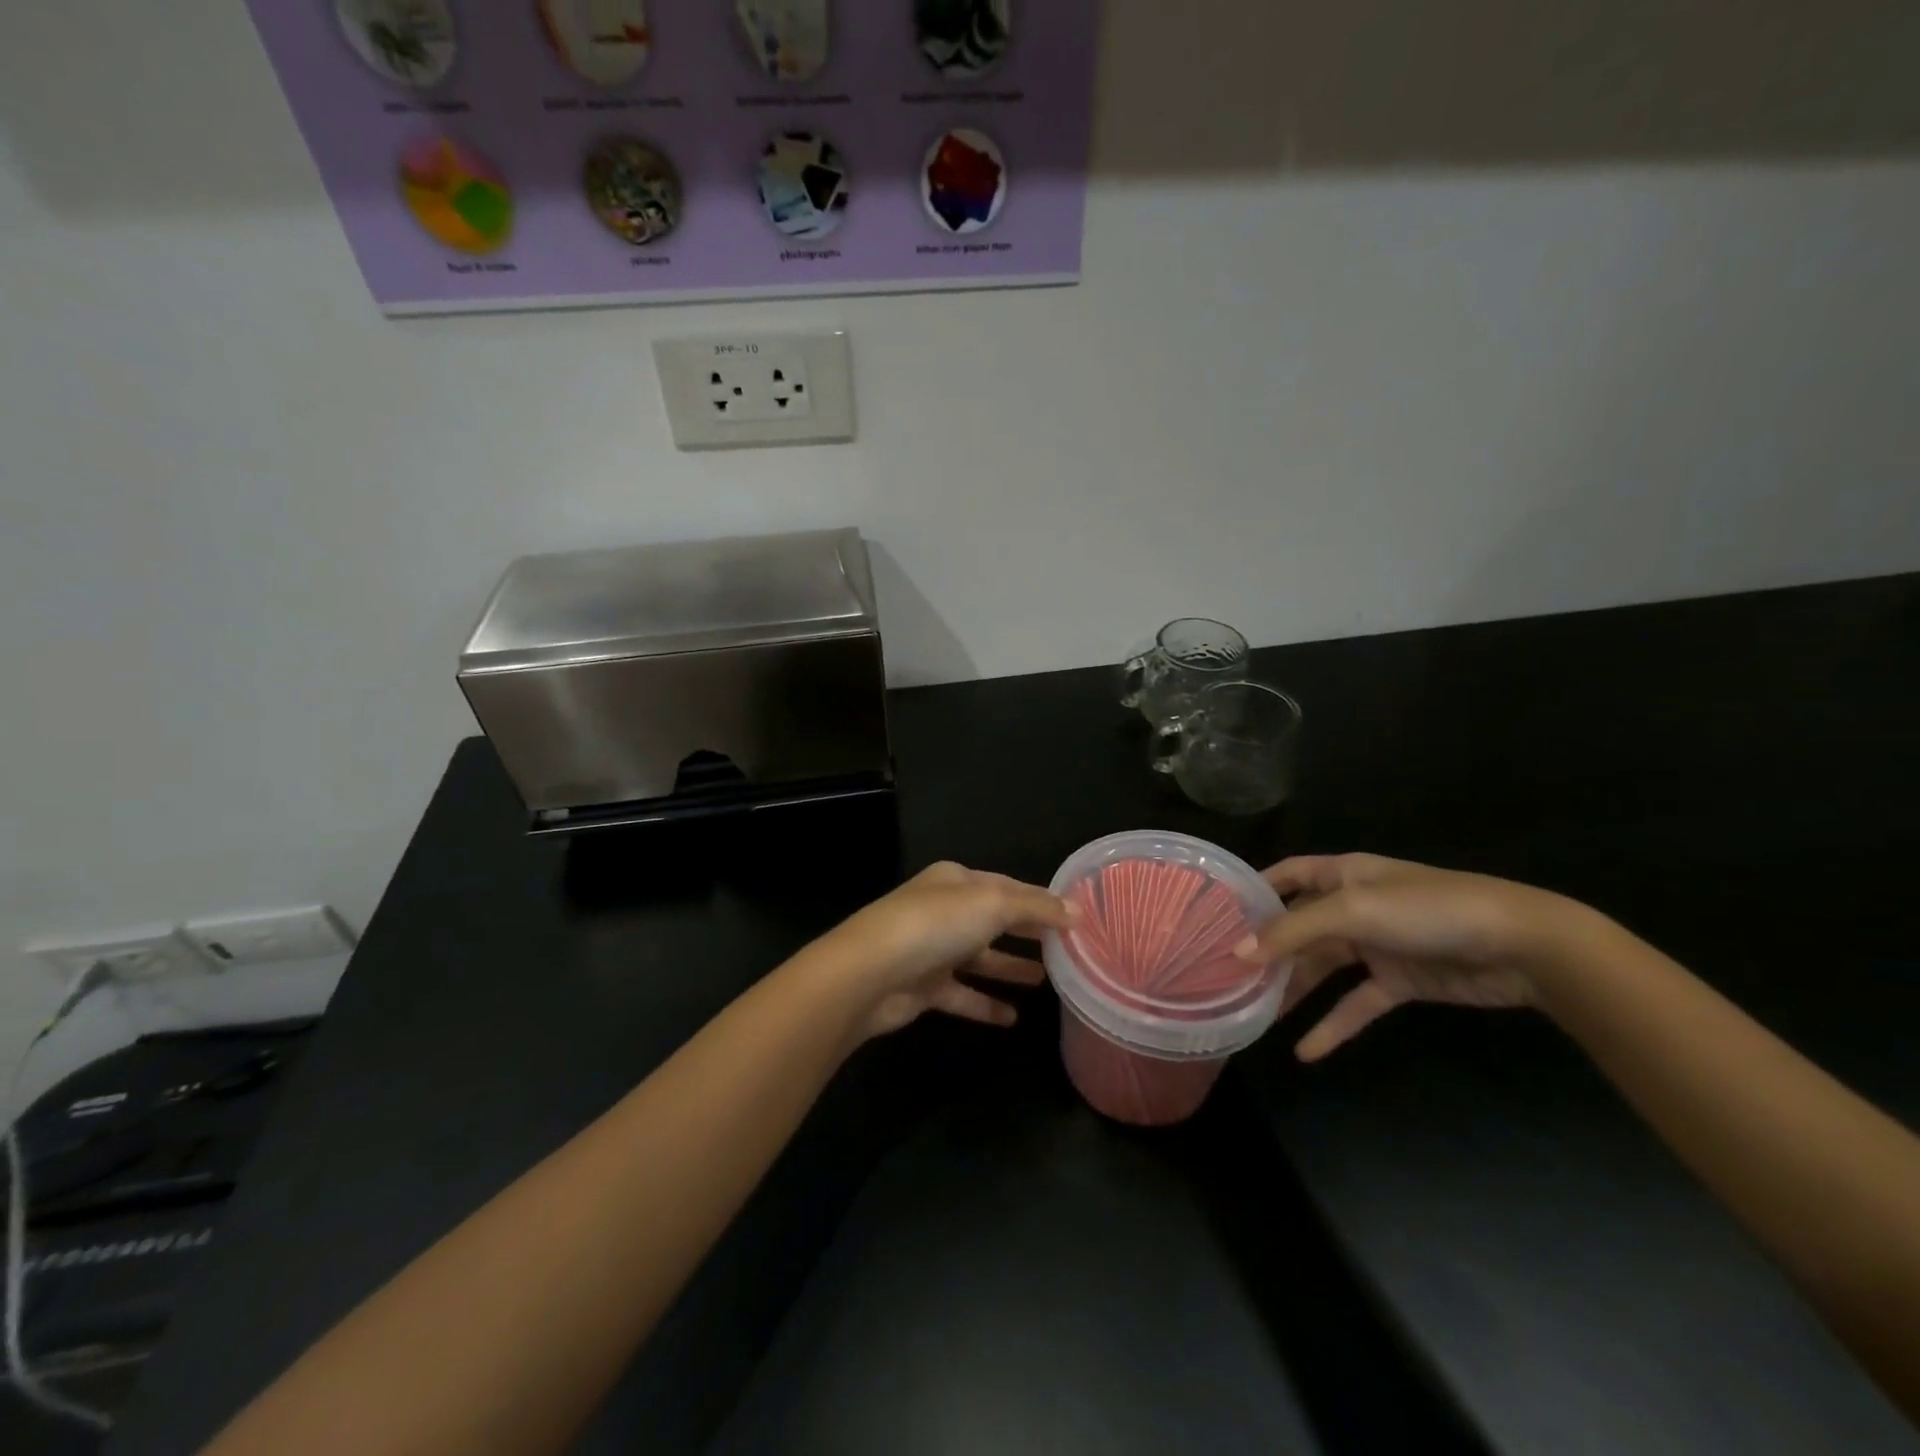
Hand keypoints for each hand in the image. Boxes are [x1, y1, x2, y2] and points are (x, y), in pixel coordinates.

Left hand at [805, 862, 1075, 1039]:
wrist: (869, 973)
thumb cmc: (935, 925)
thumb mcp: (993, 904)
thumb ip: (1036, 908)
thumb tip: (1076, 911)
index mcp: (956, 881)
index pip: (1007, 886)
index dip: (1040, 900)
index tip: (1074, 918)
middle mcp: (943, 910)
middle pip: (994, 920)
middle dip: (1028, 932)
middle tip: (1068, 948)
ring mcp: (931, 950)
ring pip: (980, 957)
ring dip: (1011, 966)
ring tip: (1049, 980)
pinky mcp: (924, 988)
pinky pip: (963, 995)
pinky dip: (986, 1004)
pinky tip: (1014, 1018)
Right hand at [1238, 854, 1578, 1059]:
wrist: (1520, 946)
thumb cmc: (1428, 909)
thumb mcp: (1354, 911)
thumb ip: (1294, 932)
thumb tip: (1238, 954)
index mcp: (1344, 874)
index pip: (1289, 873)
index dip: (1256, 888)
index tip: (1218, 911)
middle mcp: (1355, 905)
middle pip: (1299, 926)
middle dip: (1268, 950)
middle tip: (1227, 975)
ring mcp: (1377, 945)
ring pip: (1323, 967)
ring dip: (1294, 990)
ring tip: (1254, 1015)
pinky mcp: (1399, 981)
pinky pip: (1356, 1003)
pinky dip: (1333, 1025)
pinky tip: (1306, 1051)